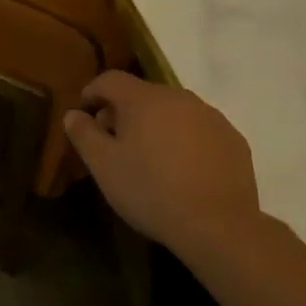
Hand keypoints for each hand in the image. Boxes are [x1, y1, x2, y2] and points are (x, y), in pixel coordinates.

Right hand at [63, 70, 260, 256]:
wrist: (218, 226)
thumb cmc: (151, 191)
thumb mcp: (104, 167)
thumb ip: (84, 134)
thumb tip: (73, 114)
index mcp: (144, 99)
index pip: (110, 79)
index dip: (93, 93)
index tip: (85, 117)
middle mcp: (178, 97)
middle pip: (142, 95)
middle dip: (124, 114)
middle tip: (116, 146)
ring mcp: (210, 116)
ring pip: (173, 112)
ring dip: (157, 127)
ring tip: (152, 161)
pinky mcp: (232, 139)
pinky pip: (199, 130)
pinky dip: (186, 141)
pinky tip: (184, 172)